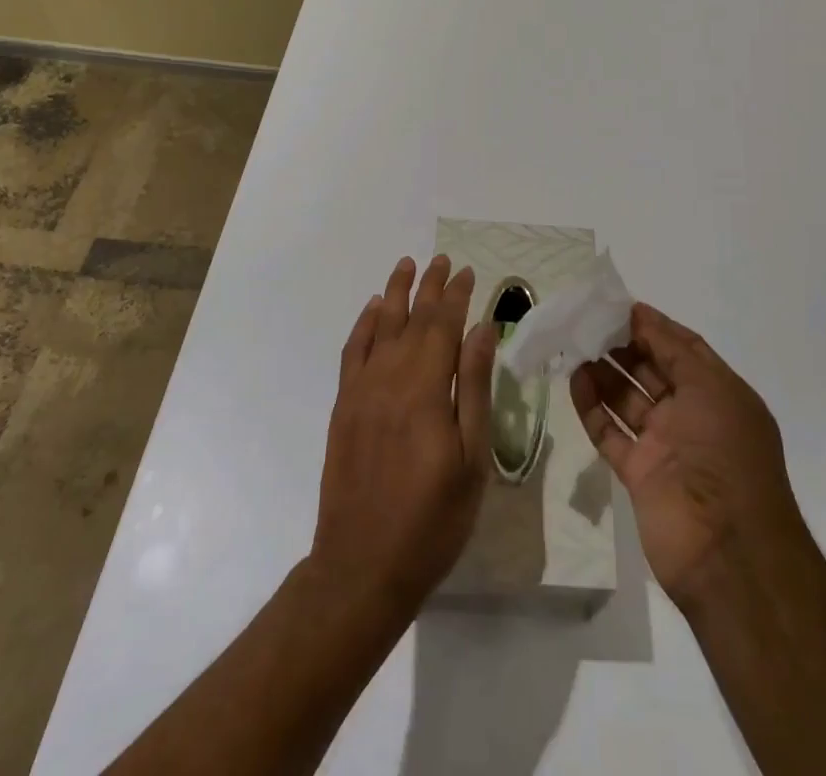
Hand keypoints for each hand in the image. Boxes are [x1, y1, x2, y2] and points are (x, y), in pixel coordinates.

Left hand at [310, 255, 497, 617]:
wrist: (362, 566)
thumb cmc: (432, 520)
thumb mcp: (471, 459)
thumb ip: (474, 389)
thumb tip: (481, 331)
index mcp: (426, 390)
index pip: (444, 326)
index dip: (457, 296)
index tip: (469, 272)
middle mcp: (390, 379)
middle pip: (413, 319)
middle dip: (430, 286)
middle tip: (443, 259)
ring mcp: (361, 391)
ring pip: (380, 327)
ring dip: (395, 293)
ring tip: (407, 265)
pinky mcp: (343, 407)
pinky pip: (352, 352)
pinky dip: (363, 325)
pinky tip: (373, 310)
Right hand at [571, 302, 817, 608]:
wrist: (728, 552)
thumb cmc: (726, 455)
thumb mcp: (710, 388)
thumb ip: (673, 349)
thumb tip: (642, 315)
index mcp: (719, 394)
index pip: (683, 349)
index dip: (654, 327)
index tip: (619, 307)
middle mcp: (692, 416)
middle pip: (652, 371)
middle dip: (624, 346)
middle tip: (588, 323)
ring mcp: (664, 446)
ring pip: (628, 400)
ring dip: (604, 374)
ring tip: (575, 346)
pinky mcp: (639, 474)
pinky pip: (611, 433)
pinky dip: (593, 408)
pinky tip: (575, 381)